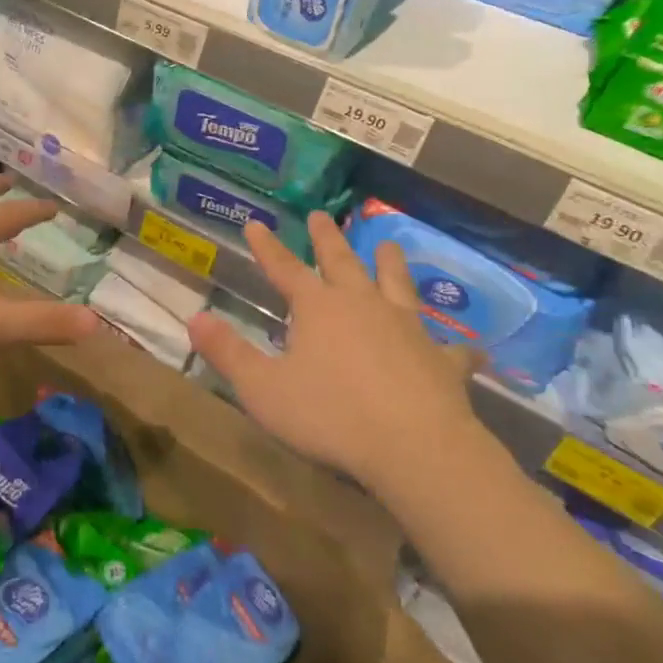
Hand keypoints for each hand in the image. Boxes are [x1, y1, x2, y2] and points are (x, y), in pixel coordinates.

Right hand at [186, 211, 483, 489]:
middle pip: (342, 262)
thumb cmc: (330, 416)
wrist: (415, 448)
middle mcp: (362, 305)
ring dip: (390, 264)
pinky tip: (468, 349)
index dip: (267, 247)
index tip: (256, 222)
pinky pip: (451, 350)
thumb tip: (194, 318)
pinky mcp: (441, 361)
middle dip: (327, 238)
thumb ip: (227, 353)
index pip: (285, 268)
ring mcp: (406, 329)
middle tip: (321, 215)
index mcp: (318, 308)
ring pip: (397, 285)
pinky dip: (456, 348)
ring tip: (388, 244)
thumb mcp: (262, 388)